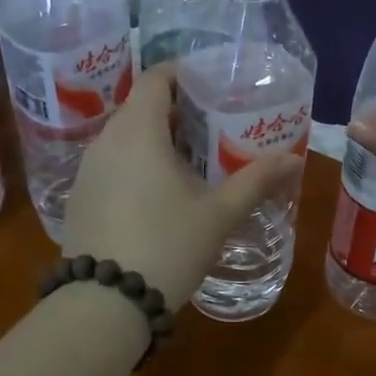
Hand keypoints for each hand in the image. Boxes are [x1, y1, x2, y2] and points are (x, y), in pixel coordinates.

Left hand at [61, 64, 303, 304]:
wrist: (107, 302)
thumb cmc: (168, 246)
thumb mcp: (218, 214)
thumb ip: (256, 180)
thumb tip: (295, 159)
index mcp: (138, 131)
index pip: (155, 78)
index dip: (183, 74)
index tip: (212, 86)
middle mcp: (105, 141)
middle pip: (140, 108)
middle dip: (177, 112)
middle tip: (214, 128)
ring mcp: (87, 172)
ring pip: (124, 140)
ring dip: (156, 142)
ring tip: (192, 163)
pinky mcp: (79, 200)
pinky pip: (111, 167)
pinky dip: (136, 167)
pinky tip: (159, 196)